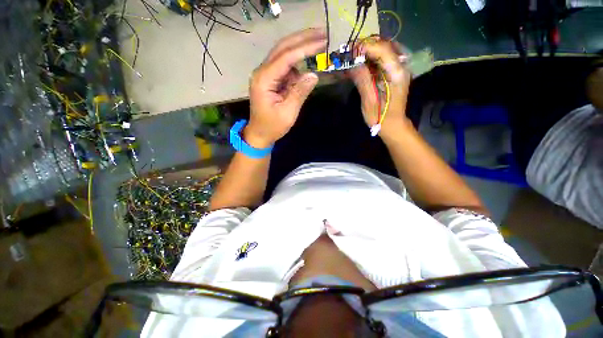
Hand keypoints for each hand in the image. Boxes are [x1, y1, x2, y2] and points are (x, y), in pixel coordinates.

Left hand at [245, 29, 326, 147]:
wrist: (260, 133)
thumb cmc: (272, 126)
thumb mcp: (288, 113)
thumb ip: (299, 93)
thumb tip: (313, 74)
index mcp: (264, 79)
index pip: (285, 57)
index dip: (304, 48)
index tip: (322, 42)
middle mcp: (262, 72)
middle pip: (282, 48)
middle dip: (302, 39)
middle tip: (322, 32)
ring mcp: (266, 74)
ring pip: (283, 54)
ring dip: (300, 47)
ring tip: (319, 42)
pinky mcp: (271, 79)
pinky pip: (285, 66)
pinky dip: (297, 62)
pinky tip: (308, 60)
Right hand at [348, 37, 411, 138]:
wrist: (392, 124)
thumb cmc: (381, 117)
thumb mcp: (369, 101)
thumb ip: (363, 80)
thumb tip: (353, 64)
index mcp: (397, 73)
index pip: (383, 50)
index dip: (366, 47)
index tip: (350, 52)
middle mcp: (401, 66)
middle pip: (385, 46)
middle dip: (367, 47)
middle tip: (351, 55)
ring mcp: (399, 69)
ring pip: (384, 50)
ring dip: (368, 52)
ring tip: (354, 59)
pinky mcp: (394, 73)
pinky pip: (383, 59)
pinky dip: (371, 59)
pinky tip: (361, 64)